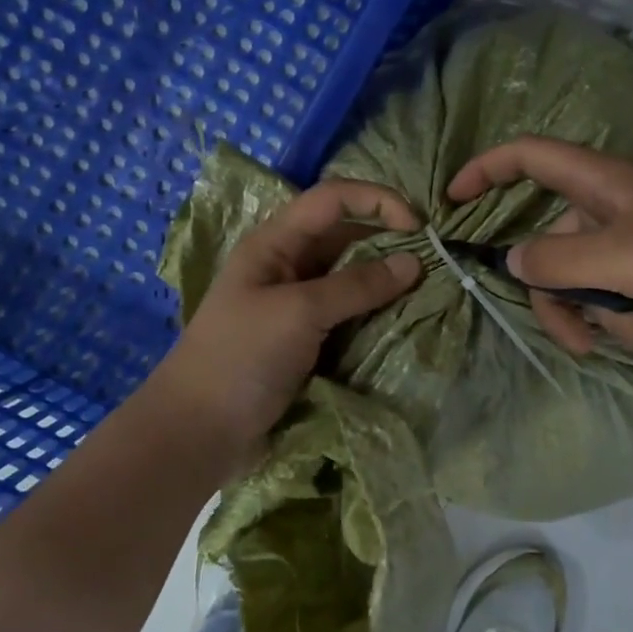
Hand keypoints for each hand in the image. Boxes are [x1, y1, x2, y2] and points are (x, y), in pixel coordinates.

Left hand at [146, 178, 421, 468]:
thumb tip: (414, 262)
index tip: (419, 226)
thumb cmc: (241, 358)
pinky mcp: (308, 338)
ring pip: (352, 277)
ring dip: (387, 280)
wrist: (198, 432)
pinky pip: (350, 313)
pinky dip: (377, 312)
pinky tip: (405, 319)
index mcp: (275, 243)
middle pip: (347, 236)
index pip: (333, 199)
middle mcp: (289, 265)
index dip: (377, 201)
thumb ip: (357, 285)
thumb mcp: (299, 313)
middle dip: (390, 241)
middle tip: (434, 261)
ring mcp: (298, 304)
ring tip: (428, 290)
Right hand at [447, 136, 632, 356]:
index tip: (452, 201)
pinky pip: (625, 299)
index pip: (529, 156)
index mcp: (601, 183)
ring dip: (611, 321)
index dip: (486, 169)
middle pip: (553, 248)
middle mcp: (614, 208)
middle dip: (562, 300)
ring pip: (590, 283)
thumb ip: (556, 261)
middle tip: (579, 342)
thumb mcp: (620, 259)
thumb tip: (512, 261)